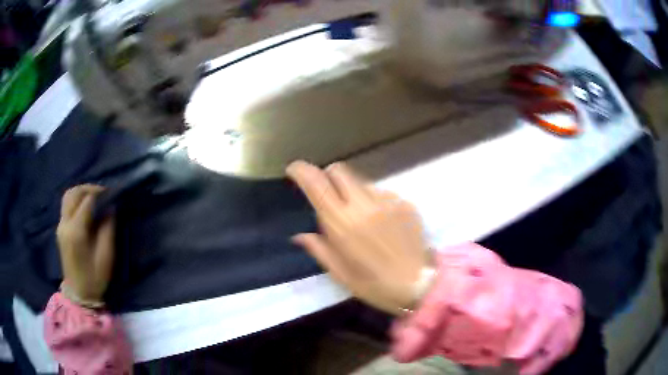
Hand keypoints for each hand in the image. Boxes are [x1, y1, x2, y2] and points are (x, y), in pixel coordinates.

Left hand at [57, 185, 114, 302]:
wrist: (78, 293)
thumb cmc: (94, 278)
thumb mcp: (106, 257)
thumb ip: (108, 230)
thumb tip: (110, 208)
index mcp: (76, 232)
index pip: (86, 201)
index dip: (99, 193)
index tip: (112, 193)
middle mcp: (65, 224)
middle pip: (74, 193)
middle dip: (89, 188)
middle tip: (103, 193)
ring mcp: (60, 226)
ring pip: (68, 196)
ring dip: (81, 192)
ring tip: (94, 197)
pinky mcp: (60, 229)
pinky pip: (66, 205)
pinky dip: (76, 200)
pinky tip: (85, 207)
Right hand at [287, 161, 429, 314]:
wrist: (420, 285)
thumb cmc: (375, 285)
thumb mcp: (341, 274)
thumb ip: (319, 249)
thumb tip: (300, 235)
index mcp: (342, 223)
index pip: (316, 183)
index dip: (301, 171)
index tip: (294, 171)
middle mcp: (364, 204)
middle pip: (339, 170)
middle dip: (327, 177)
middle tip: (328, 196)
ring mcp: (388, 200)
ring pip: (361, 182)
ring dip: (353, 193)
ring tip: (360, 219)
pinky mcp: (405, 203)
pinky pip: (382, 194)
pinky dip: (374, 203)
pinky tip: (382, 225)